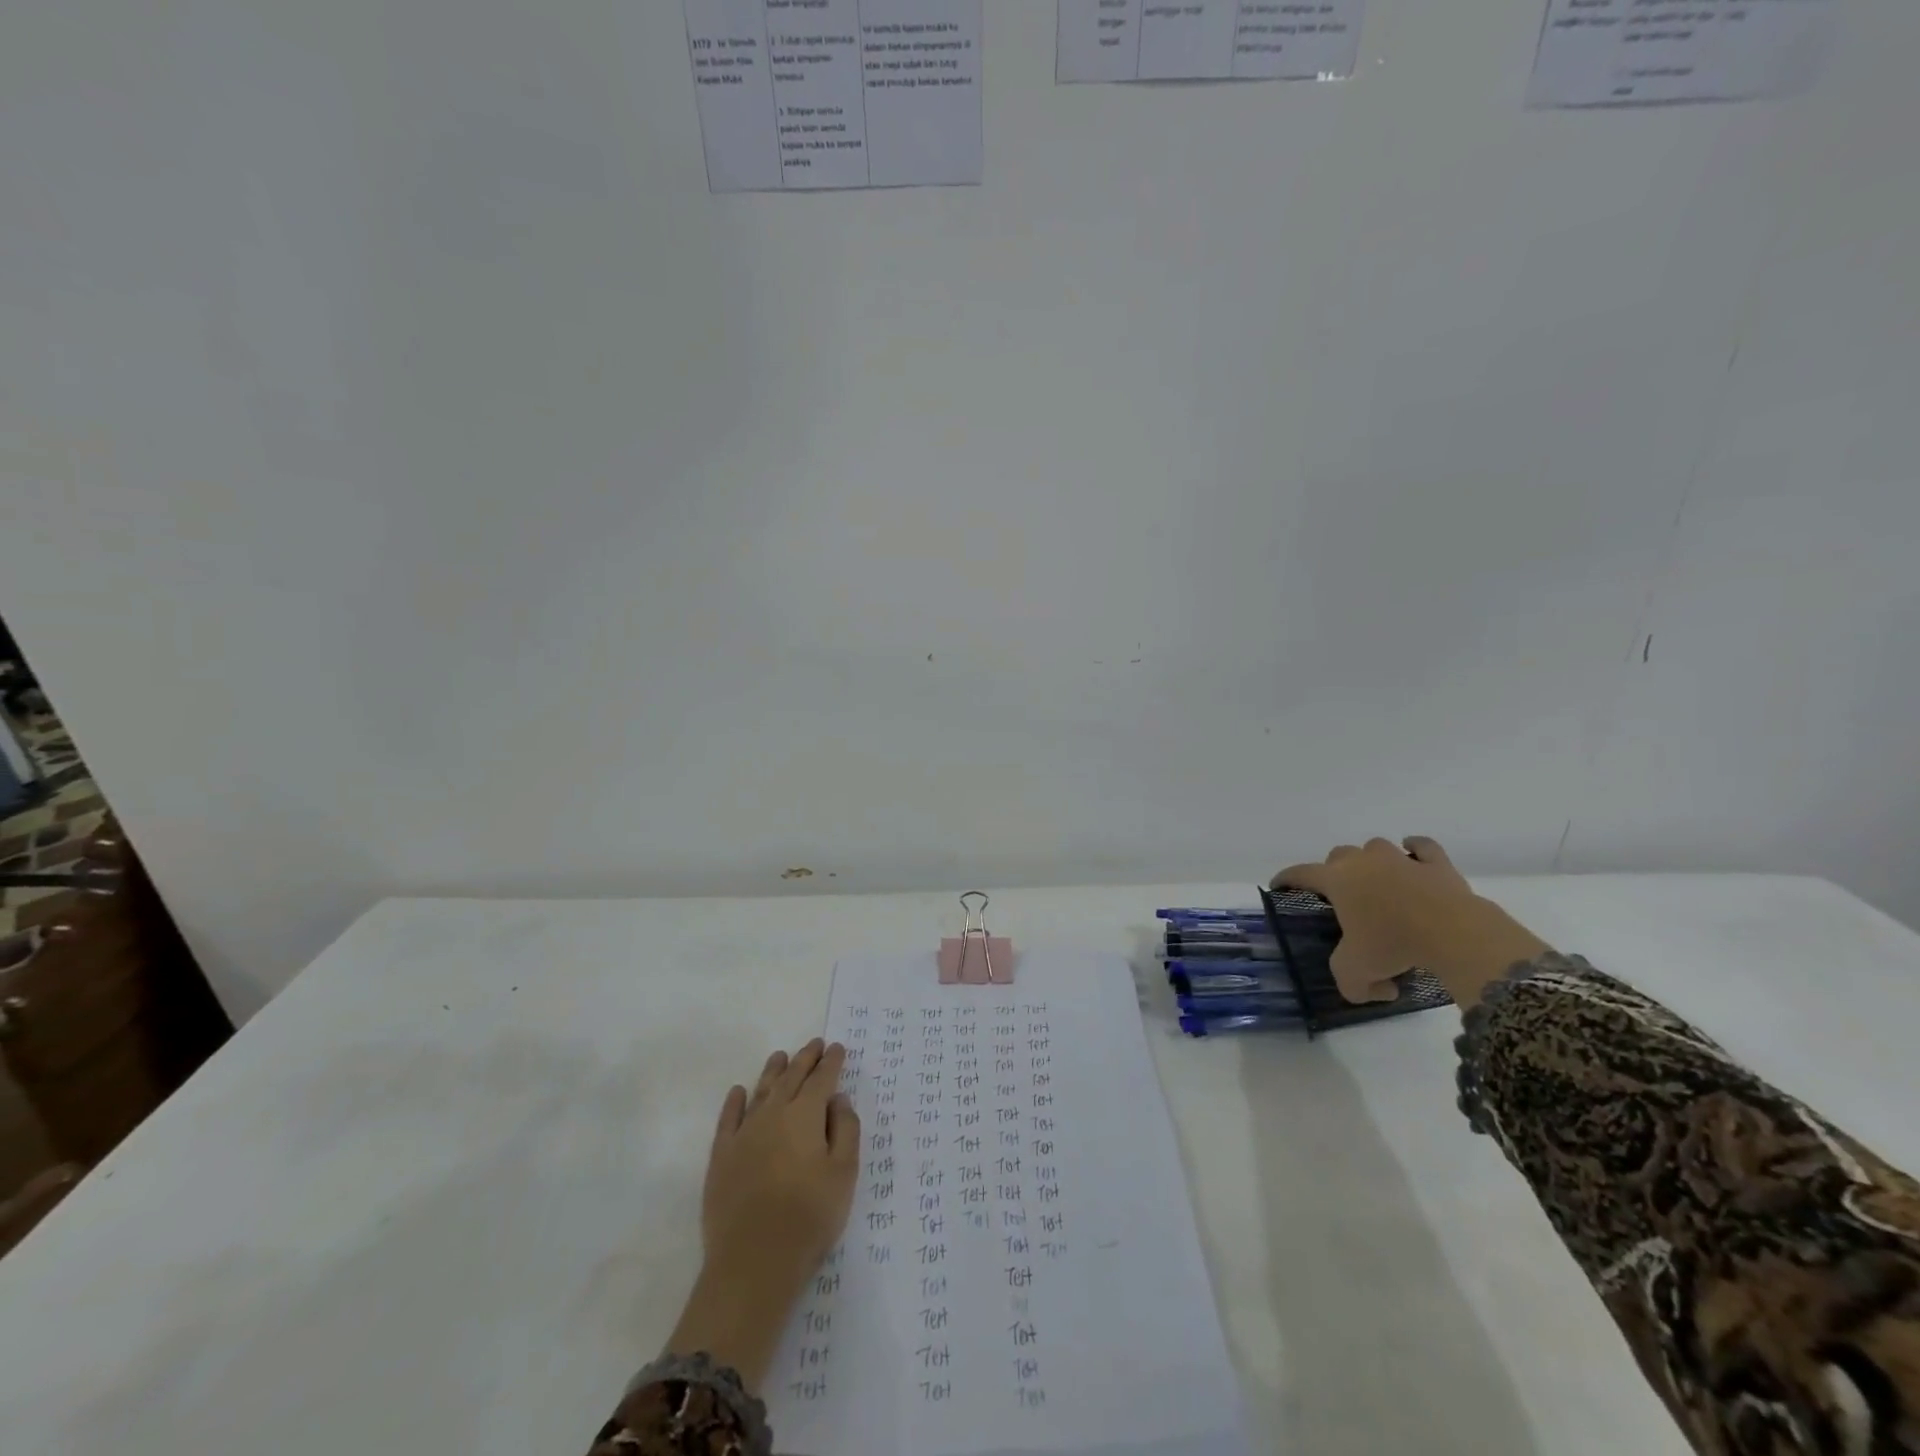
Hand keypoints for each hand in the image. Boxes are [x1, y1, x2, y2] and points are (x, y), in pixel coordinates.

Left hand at [664, 1039, 859, 1390]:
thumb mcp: (844, 1173)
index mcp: (806, 1115)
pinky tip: (738, 1091)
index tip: (837, 1048)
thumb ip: (846, 1129)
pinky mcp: (721, 1156)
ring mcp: (744, 1133)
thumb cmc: (809, 1217)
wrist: (753, 1262)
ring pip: (761, 1090)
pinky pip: (728, 1118)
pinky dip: (734, 1101)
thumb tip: (838, 1098)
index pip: (822, 1079)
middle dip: (805, 1059)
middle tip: (815, 1044)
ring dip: (773, 1071)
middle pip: (792, 1077)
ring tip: (781, 1056)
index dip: (831, 1062)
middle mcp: (774, 1113)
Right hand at [1272, 836, 1549, 1007]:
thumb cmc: (1393, 945)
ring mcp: (1400, 859)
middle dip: (1335, 871)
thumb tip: (1377, 989)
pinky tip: (1414, 855)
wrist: (1452, 932)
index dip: (1286, 879)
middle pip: (1338, 854)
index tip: (1279, 886)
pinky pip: (1423, 847)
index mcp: (1336, 880)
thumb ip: (1351, 984)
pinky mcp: (1436, 864)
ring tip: (1379, 880)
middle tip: (1343, 896)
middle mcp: (1363, 861)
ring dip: (1373, 860)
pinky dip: (1417, 849)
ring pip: (1376, 847)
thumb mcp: (1356, 972)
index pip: (1300, 873)